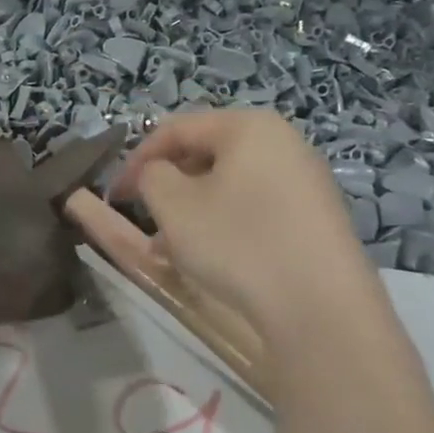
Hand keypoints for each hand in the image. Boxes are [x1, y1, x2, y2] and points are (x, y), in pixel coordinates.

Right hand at [111, 110, 375, 331]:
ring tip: (169, 246)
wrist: (319, 306)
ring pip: (227, 184)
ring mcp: (304, 180)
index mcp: (248, 126)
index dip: (136, 158)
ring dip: (190, 208)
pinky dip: (222, 222)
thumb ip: (150, 175)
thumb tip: (157, 173)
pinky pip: (253, 206)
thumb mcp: (173, 205)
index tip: (114, 194)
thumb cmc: (236, 242)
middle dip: (166, 184)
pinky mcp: (313, 216)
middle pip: (204, 153)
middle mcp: (283, 142)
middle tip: (143, 217)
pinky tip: (209, 257)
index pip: (176, 128)